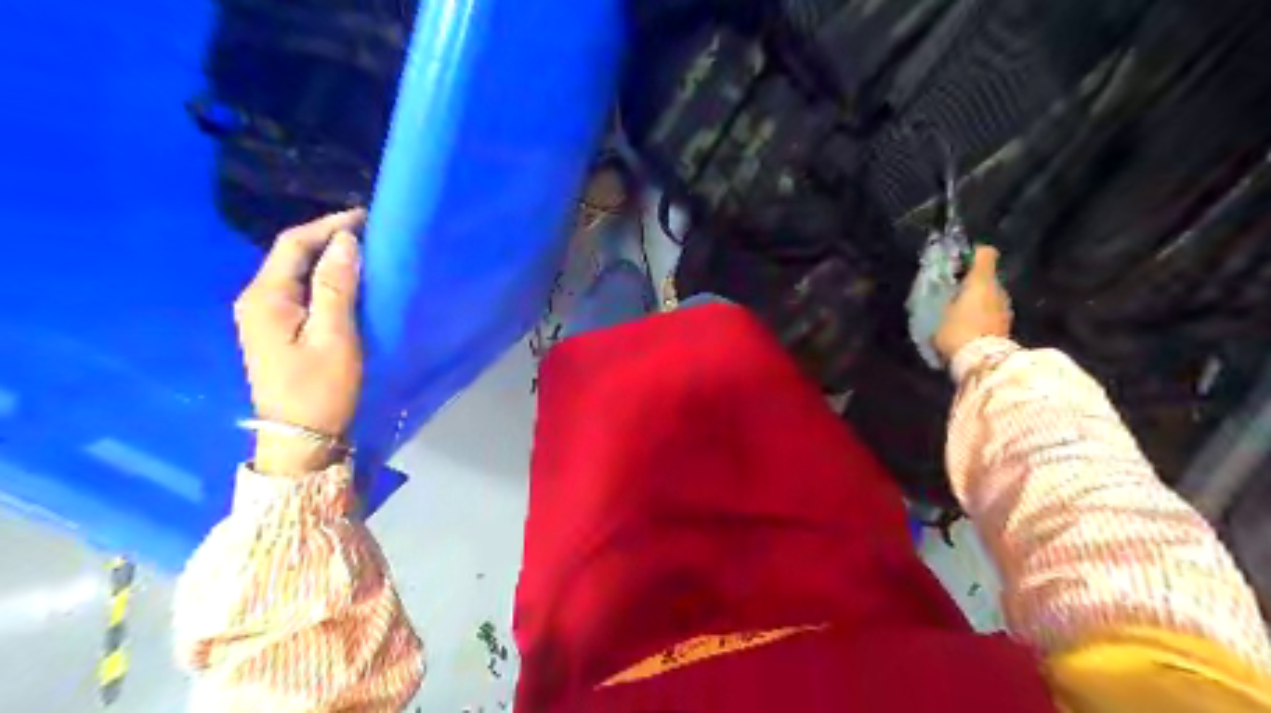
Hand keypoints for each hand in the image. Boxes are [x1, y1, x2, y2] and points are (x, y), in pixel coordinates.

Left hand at [233, 210, 364, 473]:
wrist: (300, 438)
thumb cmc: (321, 388)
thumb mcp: (335, 336)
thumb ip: (337, 286)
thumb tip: (345, 241)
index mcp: (265, 297)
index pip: (293, 244)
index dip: (329, 225)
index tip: (367, 217)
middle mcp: (256, 300)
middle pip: (291, 255)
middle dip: (329, 239)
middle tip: (372, 234)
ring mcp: (263, 317)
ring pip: (297, 273)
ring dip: (329, 259)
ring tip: (366, 253)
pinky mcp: (276, 331)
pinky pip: (301, 292)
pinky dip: (326, 280)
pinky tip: (350, 284)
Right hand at [930, 249, 1013, 365]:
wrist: (982, 361)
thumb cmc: (958, 331)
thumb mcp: (940, 313)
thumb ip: (945, 298)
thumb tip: (946, 292)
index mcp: (981, 281)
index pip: (984, 253)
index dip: (972, 255)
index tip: (957, 264)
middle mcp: (998, 289)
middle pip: (987, 276)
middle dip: (972, 282)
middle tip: (952, 293)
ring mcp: (1006, 307)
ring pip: (990, 295)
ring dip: (977, 300)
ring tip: (959, 313)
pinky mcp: (1007, 323)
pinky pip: (992, 311)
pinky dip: (982, 314)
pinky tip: (969, 326)